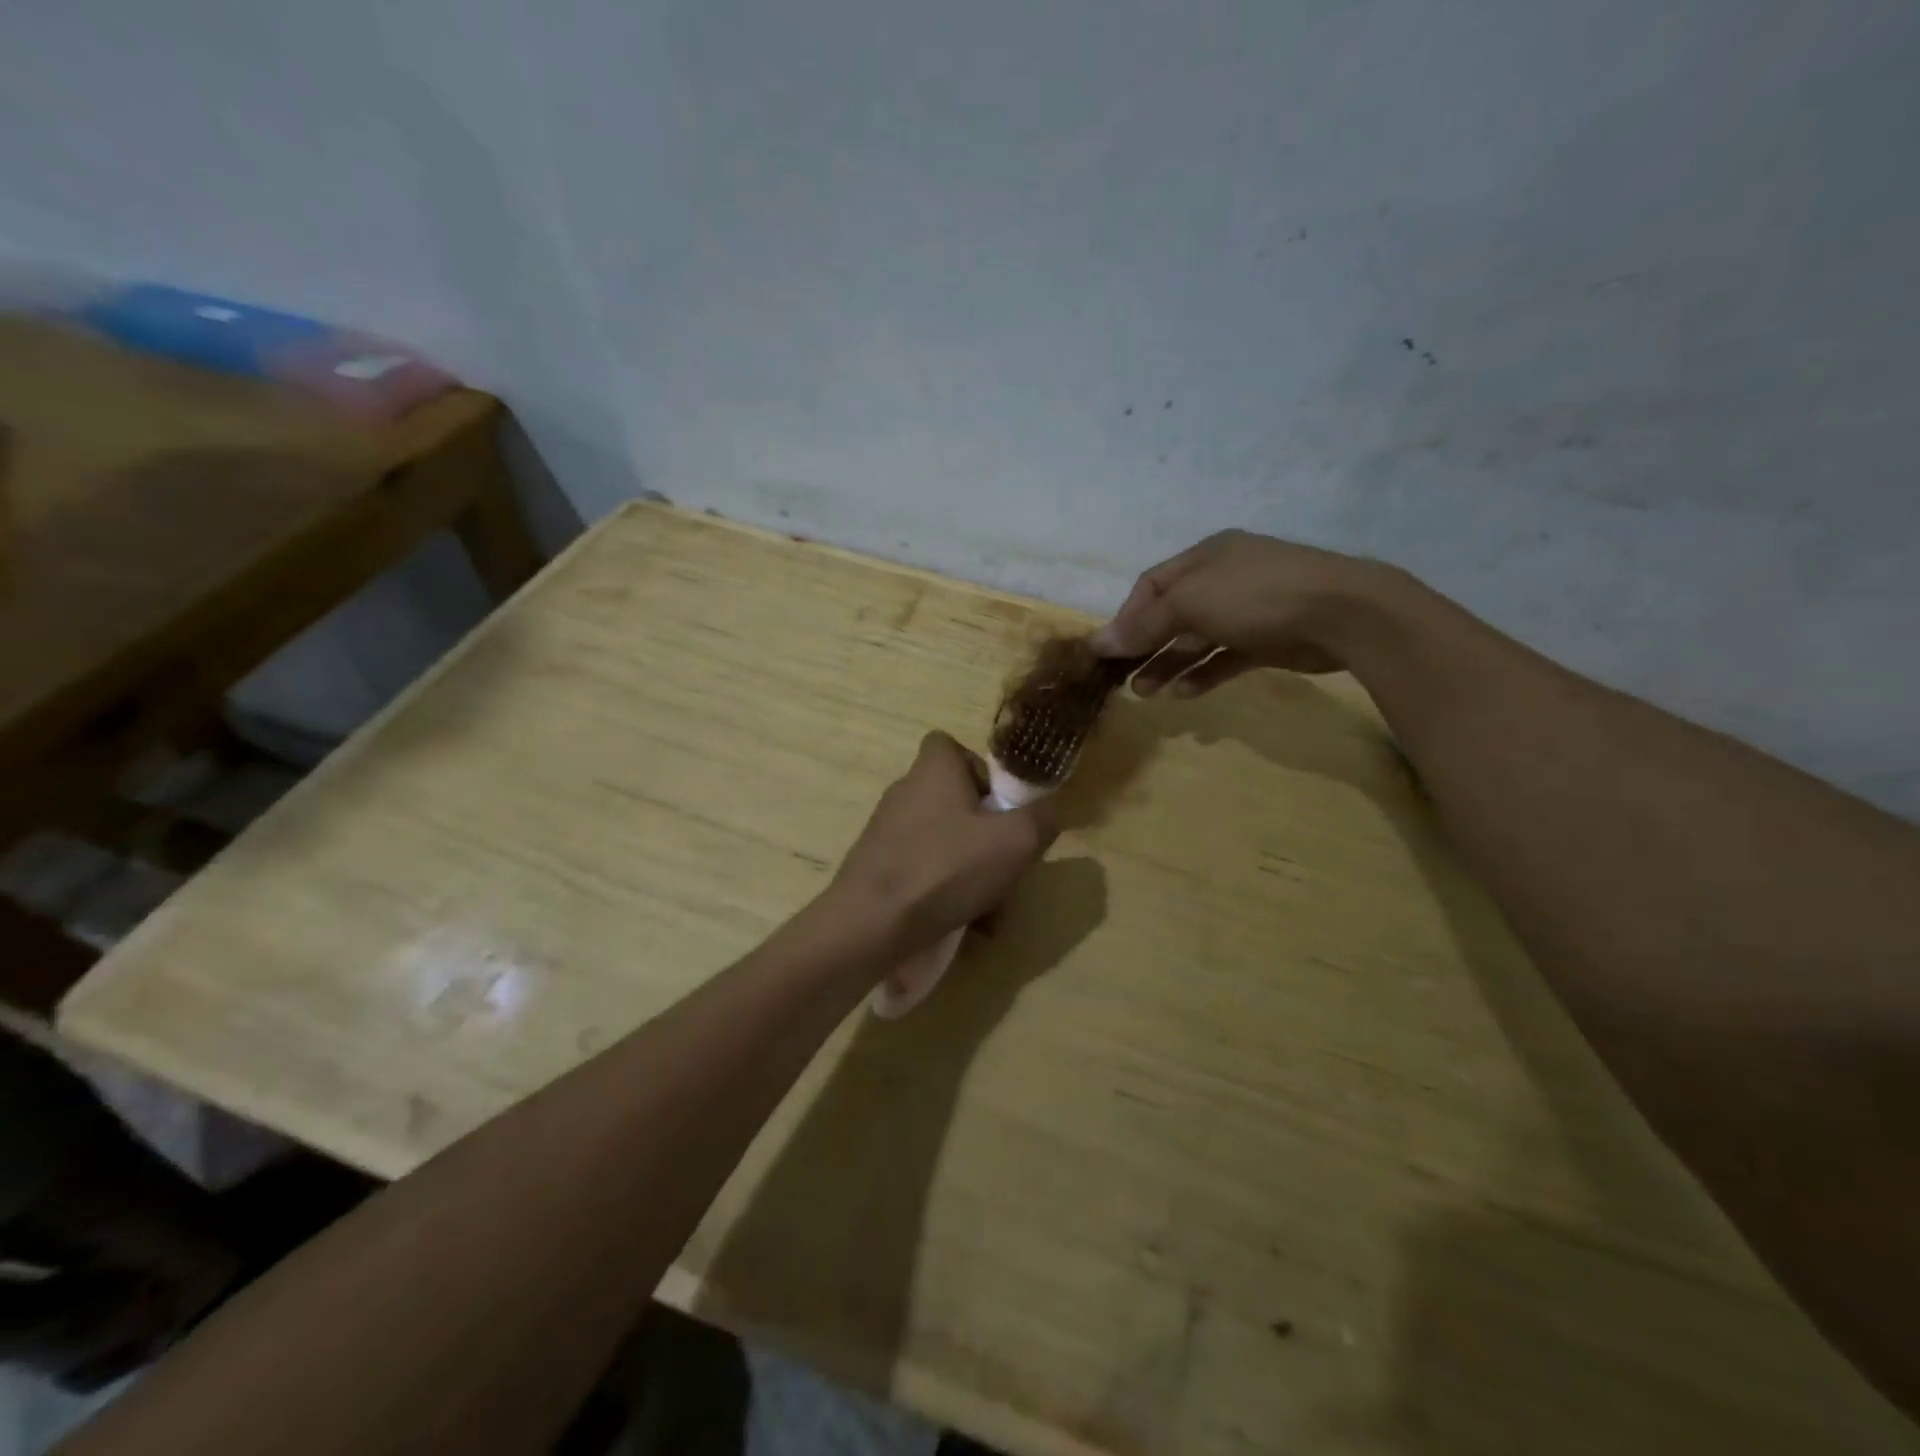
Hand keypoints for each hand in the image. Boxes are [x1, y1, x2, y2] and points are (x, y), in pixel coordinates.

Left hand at [833, 732, 1058, 949]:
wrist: (872, 922)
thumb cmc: (946, 868)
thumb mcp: (1016, 841)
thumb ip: (1043, 818)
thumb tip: (1051, 808)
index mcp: (933, 769)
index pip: (953, 747)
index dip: (981, 770)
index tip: (1000, 806)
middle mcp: (905, 789)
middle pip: (954, 798)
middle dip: (984, 831)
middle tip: (1004, 862)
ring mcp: (886, 828)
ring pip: (942, 839)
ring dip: (969, 866)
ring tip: (989, 906)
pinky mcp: (876, 864)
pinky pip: (922, 867)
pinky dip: (944, 887)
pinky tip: (961, 918)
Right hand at [1089, 529, 1394, 695]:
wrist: (1342, 613)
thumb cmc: (1256, 596)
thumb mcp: (1190, 603)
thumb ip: (1144, 625)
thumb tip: (1097, 642)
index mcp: (1205, 558)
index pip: (1152, 586)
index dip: (1127, 617)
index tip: (1108, 651)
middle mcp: (1223, 580)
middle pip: (1172, 615)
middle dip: (1146, 647)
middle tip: (1123, 679)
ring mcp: (1248, 611)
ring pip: (1196, 640)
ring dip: (1169, 665)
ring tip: (1147, 694)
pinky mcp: (1267, 641)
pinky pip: (1225, 658)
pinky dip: (1203, 674)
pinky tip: (1183, 694)